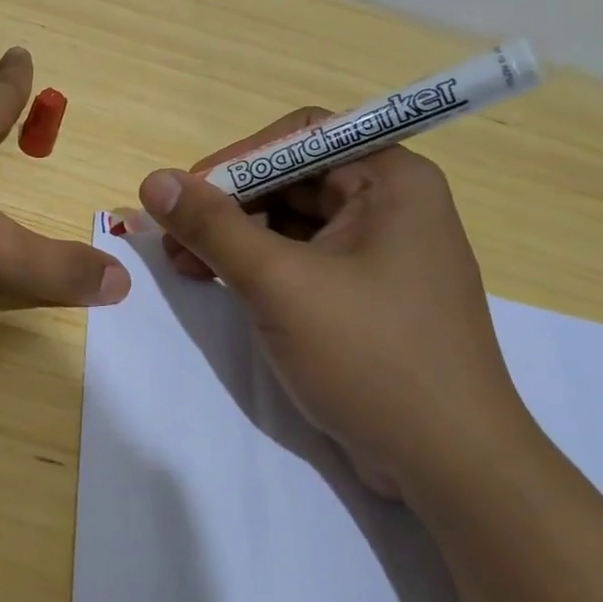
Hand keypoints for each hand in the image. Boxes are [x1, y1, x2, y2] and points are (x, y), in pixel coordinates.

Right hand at [138, 111, 529, 499]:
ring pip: (292, 221)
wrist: (449, 464)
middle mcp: (391, 204)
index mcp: (392, 180)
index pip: (300, 136)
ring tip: (185, 266)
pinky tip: (219, 283)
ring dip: (235, 237)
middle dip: (228, 205)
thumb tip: (153, 180)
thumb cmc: (371, 357)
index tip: (184, 197)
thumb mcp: (280, 285)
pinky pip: (303, 259)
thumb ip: (213, 227)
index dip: (236, 160)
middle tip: (173, 240)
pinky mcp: (367, 293)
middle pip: (292, 178)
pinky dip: (258, 266)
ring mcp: (381, 252)